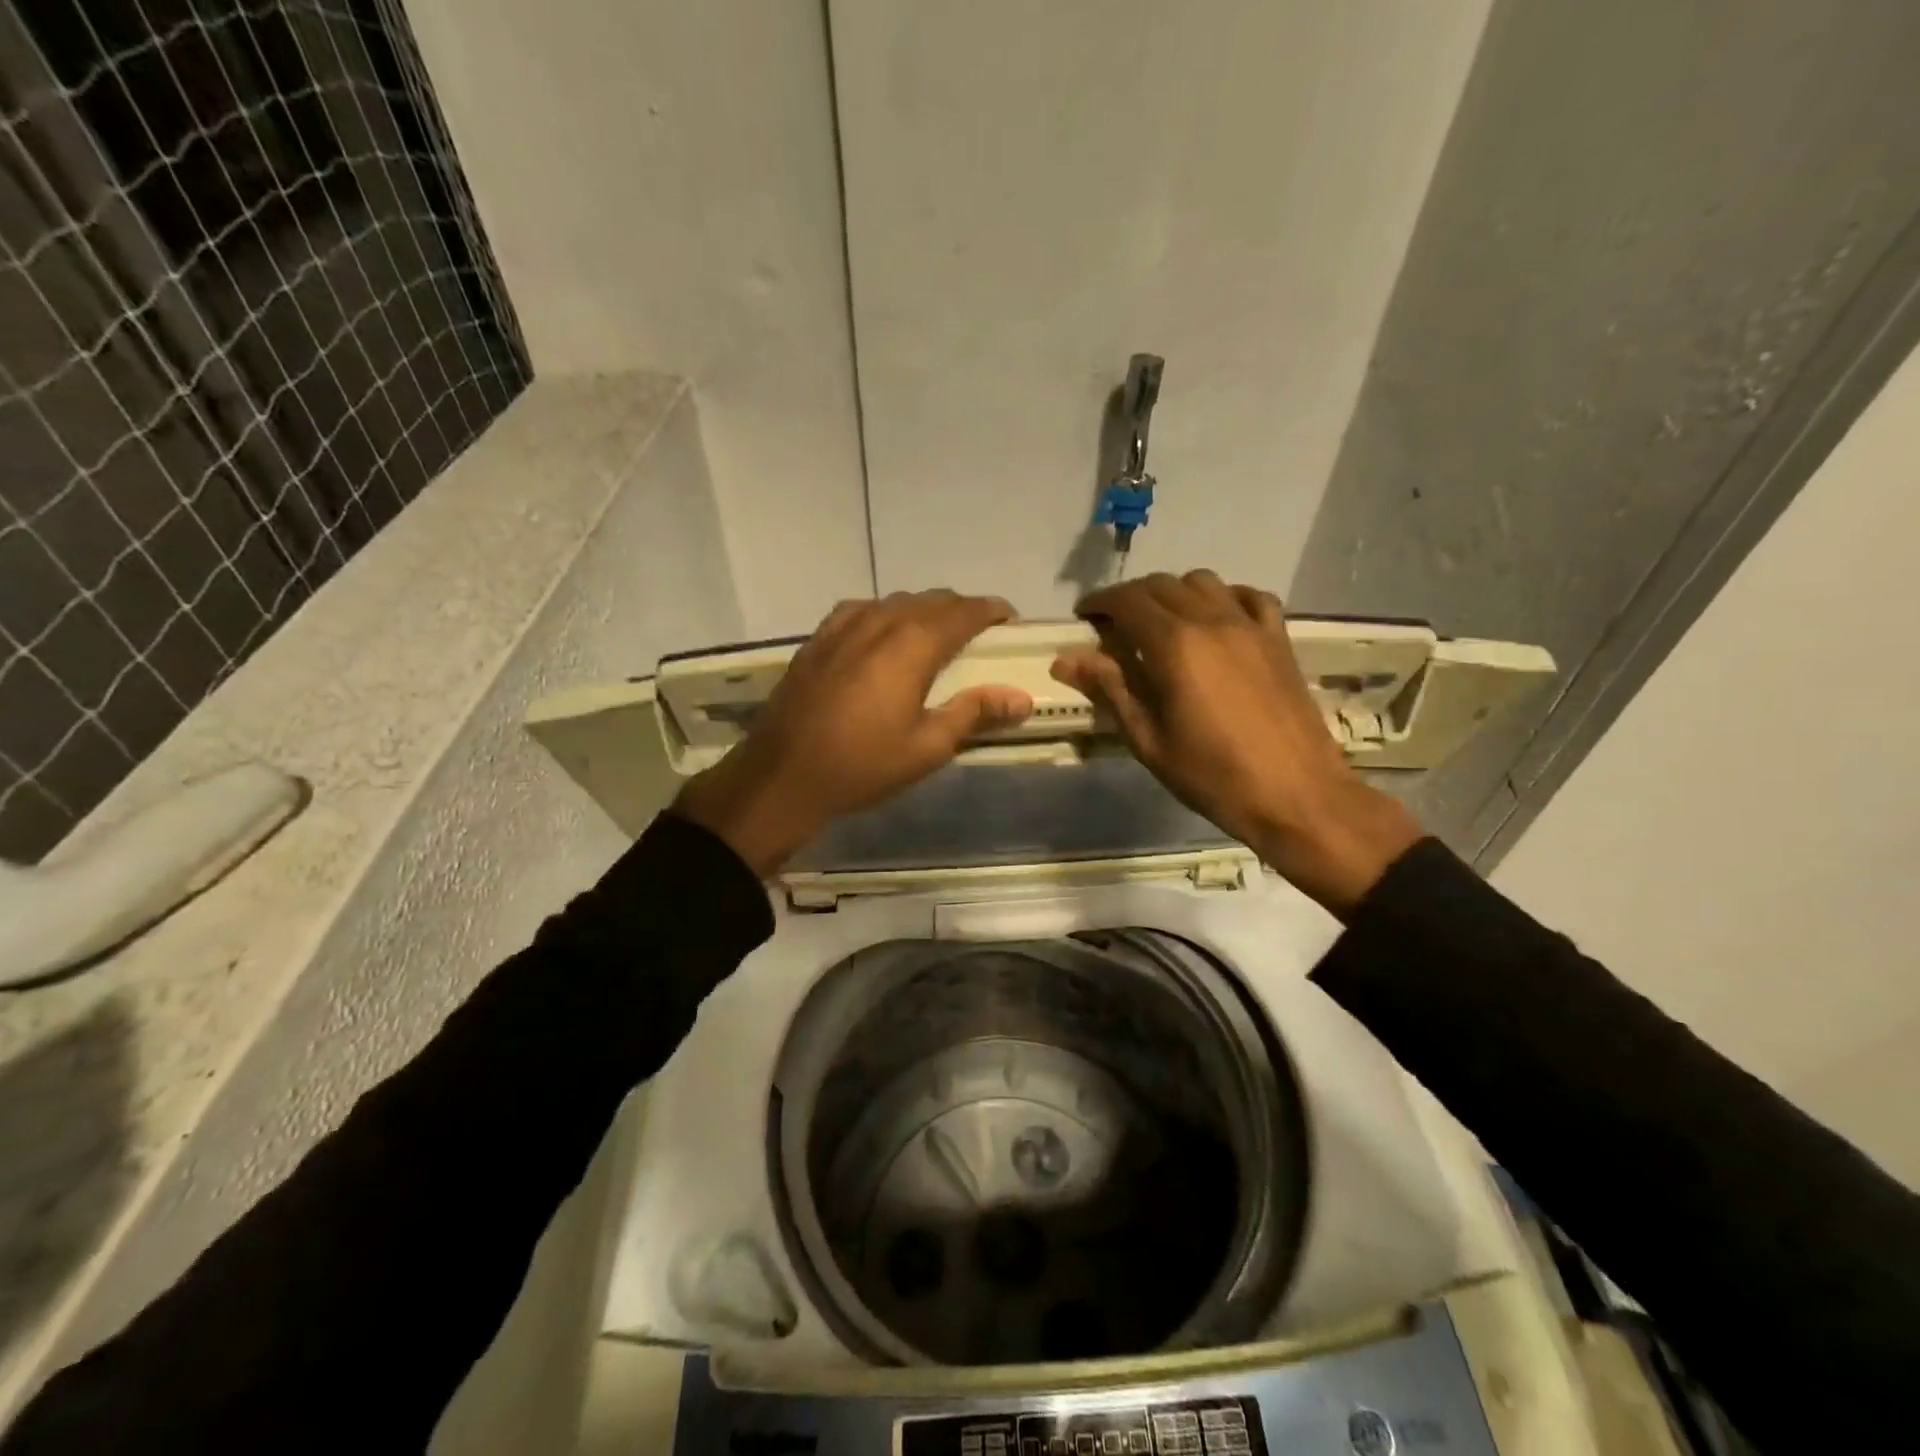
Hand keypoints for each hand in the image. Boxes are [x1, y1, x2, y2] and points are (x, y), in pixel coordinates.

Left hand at [675, 591, 1033, 876]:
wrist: (782, 776)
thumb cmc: (863, 765)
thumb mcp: (928, 747)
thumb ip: (974, 713)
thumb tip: (1021, 698)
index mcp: (912, 644)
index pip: (963, 611)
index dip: (990, 610)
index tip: (1009, 619)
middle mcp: (879, 622)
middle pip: (929, 600)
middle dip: (960, 609)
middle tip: (979, 633)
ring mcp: (842, 627)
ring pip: (894, 602)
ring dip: (922, 610)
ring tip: (935, 634)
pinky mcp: (817, 640)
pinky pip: (861, 611)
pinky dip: (885, 615)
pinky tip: (882, 635)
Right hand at [1052, 570, 1420, 912]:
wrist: (1295, 794)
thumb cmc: (1211, 775)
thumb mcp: (1147, 739)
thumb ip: (1110, 689)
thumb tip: (1066, 659)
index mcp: (1175, 646)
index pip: (1128, 601)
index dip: (1100, 602)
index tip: (1084, 616)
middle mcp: (1212, 620)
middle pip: (1162, 584)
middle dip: (1130, 597)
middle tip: (1114, 626)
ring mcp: (1250, 625)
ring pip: (1203, 581)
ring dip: (1173, 593)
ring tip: (1161, 623)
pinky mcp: (1278, 638)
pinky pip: (1249, 596)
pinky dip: (1224, 597)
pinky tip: (1216, 620)